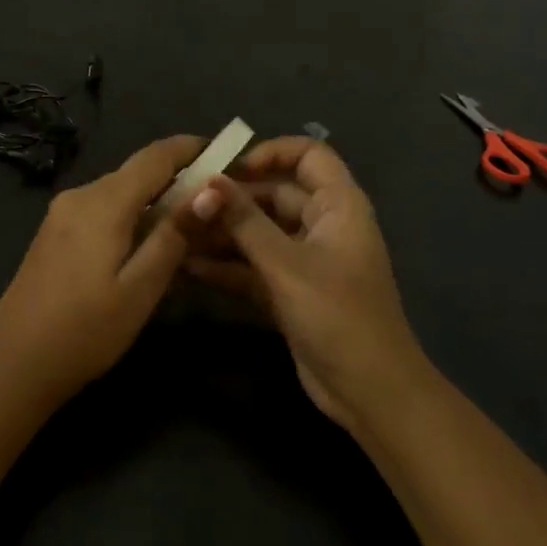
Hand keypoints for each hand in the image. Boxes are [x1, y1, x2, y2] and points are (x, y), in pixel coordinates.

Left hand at [0, 135, 204, 402]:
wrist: (13, 364)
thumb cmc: (84, 332)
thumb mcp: (140, 289)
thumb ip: (174, 236)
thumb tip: (210, 191)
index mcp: (102, 202)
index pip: (156, 156)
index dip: (193, 148)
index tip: (228, 153)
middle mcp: (80, 195)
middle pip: (138, 172)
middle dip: (179, 180)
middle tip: (219, 202)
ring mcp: (62, 214)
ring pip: (120, 192)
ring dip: (155, 201)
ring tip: (192, 227)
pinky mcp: (54, 233)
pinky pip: (102, 210)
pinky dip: (131, 217)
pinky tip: (148, 245)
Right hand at [185, 137, 427, 433]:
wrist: (370, 392)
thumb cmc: (337, 315)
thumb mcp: (287, 264)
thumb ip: (244, 221)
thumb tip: (206, 182)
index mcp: (338, 206)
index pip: (309, 155)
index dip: (270, 153)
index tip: (228, 168)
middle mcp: (323, 225)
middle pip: (274, 194)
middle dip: (230, 198)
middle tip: (183, 203)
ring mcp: (305, 261)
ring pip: (259, 232)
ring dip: (222, 232)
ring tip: (176, 232)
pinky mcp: (290, 291)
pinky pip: (254, 266)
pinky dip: (226, 265)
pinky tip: (187, 266)